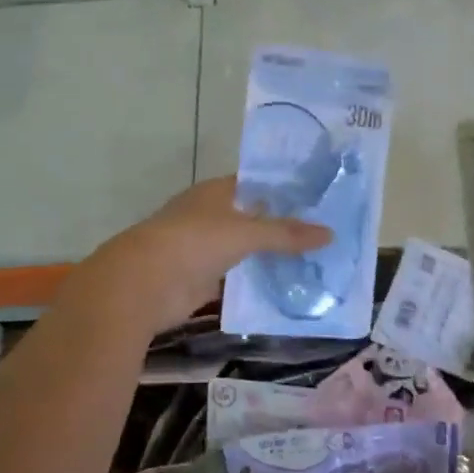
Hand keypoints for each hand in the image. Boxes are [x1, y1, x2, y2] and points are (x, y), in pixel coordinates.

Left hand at [89, 176, 330, 331]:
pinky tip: (285, 288)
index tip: (317, 198)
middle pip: (252, 218)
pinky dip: (256, 283)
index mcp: (215, 192)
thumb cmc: (193, 242)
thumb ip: (285, 234)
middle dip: (282, 226)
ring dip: (270, 256)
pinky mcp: (201, 280)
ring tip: (314, 262)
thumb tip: (330, 233)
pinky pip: (236, 278)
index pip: (255, 184)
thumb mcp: (245, 233)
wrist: (143, 285)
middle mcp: (210, 215)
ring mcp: (203, 249)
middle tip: (325, 233)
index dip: (283, 189)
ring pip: (244, 250)